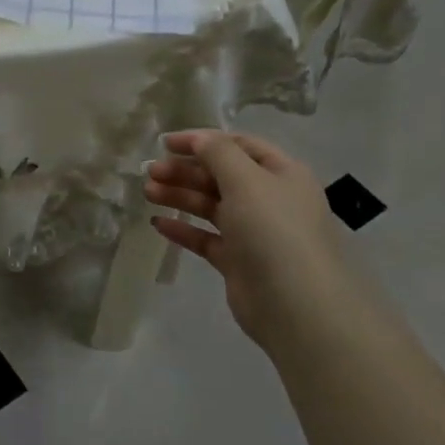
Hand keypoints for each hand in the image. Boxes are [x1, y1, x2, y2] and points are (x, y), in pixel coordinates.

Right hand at [145, 130, 346, 348]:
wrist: (297, 306)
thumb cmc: (274, 231)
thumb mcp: (247, 181)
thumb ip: (218, 154)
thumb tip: (198, 138)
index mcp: (281, 173)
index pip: (238, 145)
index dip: (202, 141)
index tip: (165, 143)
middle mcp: (269, 198)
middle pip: (221, 175)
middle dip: (185, 170)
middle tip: (150, 172)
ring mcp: (253, 232)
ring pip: (211, 205)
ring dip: (180, 196)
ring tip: (148, 193)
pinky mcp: (238, 261)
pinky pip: (206, 238)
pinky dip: (183, 229)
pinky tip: (158, 224)